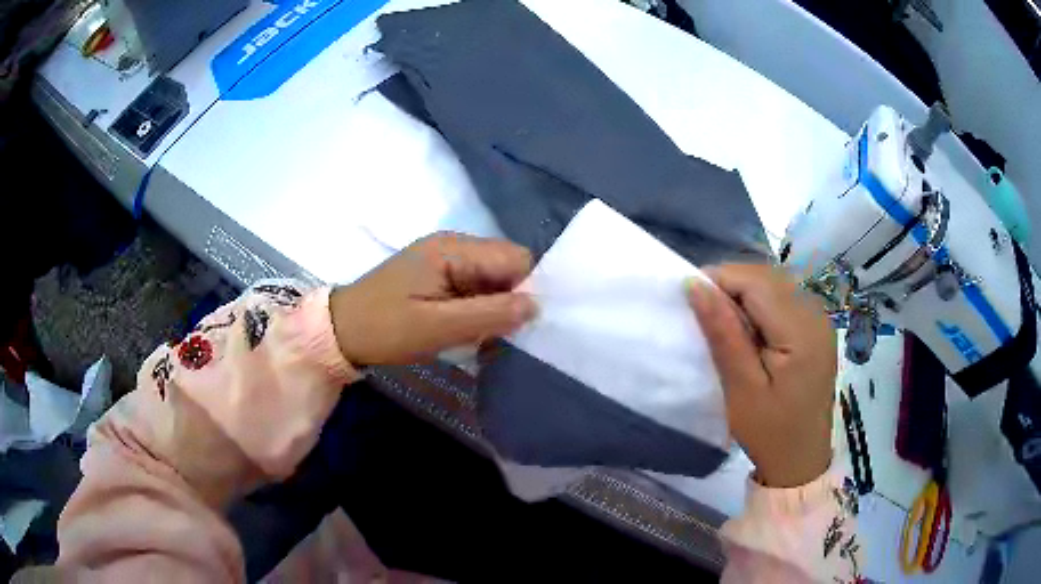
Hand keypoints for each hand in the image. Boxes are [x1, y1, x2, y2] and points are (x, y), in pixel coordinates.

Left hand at [330, 233, 537, 365]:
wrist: (341, 331)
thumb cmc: (385, 329)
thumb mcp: (437, 328)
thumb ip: (489, 315)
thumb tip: (536, 305)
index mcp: (453, 249)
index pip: (515, 258)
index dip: (525, 290)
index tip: (517, 325)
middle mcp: (453, 244)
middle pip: (505, 266)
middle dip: (508, 300)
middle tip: (493, 334)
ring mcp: (444, 257)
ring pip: (492, 278)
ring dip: (493, 307)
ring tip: (477, 335)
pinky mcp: (437, 273)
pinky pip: (474, 286)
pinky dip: (477, 308)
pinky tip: (464, 328)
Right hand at [687, 264, 835, 487]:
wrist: (801, 459)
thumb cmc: (769, 432)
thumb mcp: (741, 388)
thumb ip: (723, 333)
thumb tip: (695, 285)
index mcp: (801, 331)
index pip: (756, 281)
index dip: (720, 279)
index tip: (691, 298)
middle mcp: (816, 314)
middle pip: (768, 276)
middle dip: (732, 285)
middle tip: (705, 314)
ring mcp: (820, 318)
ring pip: (775, 282)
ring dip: (745, 293)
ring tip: (724, 323)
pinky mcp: (817, 326)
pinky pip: (785, 297)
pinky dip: (760, 304)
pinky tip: (749, 329)